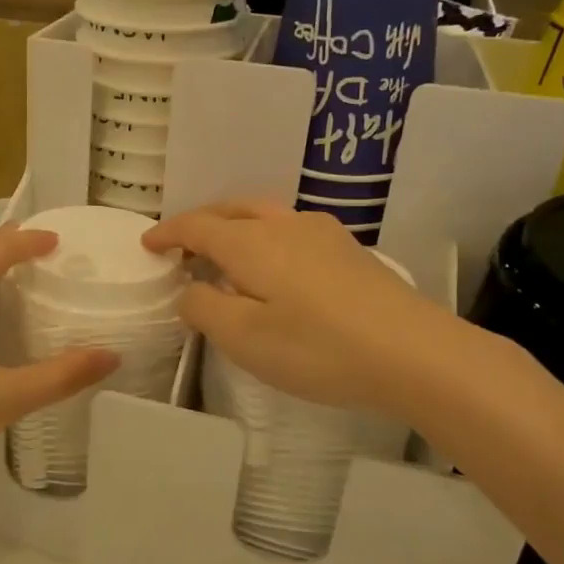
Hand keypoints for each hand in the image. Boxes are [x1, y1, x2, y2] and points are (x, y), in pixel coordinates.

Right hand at [144, 201, 438, 413]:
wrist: (415, 353)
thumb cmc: (318, 348)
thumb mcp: (244, 339)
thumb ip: (203, 309)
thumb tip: (189, 290)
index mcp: (251, 243)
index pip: (197, 226)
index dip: (168, 233)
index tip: (147, 245)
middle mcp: (284, 225)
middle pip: (230, 211)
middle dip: (200, 223)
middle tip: (180, 247)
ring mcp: (322, 233)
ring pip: (263, 215)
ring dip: (234, 227)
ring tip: (223, 253)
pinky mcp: (349, 250)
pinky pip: (290, 229)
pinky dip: (264, 237)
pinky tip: (274, 266)